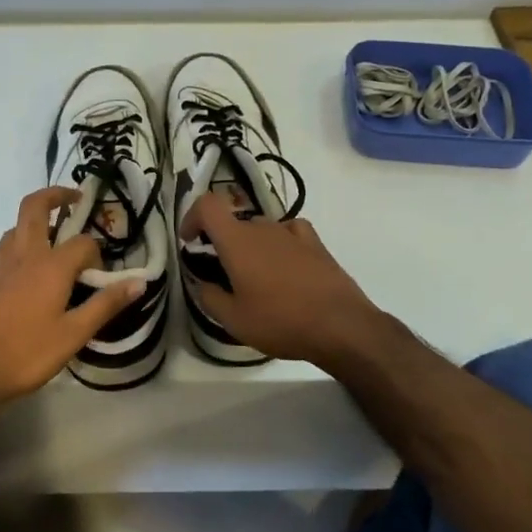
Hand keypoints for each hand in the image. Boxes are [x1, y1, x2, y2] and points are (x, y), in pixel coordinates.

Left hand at [0, 188, 145, 409]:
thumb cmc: (24, 355)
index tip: (101, 273)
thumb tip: (139, 282)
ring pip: (16, 227)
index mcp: (50, 266)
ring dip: (35, 221)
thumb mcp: (73, 336)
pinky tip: (27, 275)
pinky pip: (4, 250)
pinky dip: (20, 246)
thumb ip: (105, 305)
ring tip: (53, 236)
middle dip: (55, 195)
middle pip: (35, 207)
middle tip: (74, 197)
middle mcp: (23, 256)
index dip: (96, 252)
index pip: (82, 242)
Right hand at [179, 194, 394, 368]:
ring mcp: (291, 233)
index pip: (207, 205)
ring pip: (260, 229)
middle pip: (234, 222)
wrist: (341, 326)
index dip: (192, 216)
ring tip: (255, 279)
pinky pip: (289, 232)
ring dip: (251, 247)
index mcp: (237, 241)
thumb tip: (202, 283)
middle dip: (222, 243)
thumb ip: (209, 297)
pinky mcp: (315, 243)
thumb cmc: (280, 321)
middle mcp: (262, 227)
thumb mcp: (234, 320)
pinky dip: (280, 242)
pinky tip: (284, 264)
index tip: (191, 240)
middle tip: (222, 275)